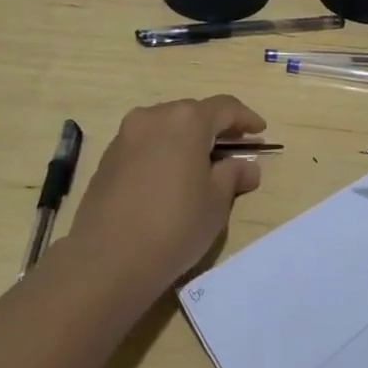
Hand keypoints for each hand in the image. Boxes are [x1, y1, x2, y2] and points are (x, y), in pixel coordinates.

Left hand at [70, 96, 266, 295]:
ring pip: (166, 126)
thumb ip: (234, 175)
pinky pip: (145, 143)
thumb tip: (247, 166)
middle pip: (193, 113)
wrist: (107, 260)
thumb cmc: (174, 225)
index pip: (225, 108)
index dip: (246, 119)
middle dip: (216, 128)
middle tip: (233, 150)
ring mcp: (126, 135)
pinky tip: (170, 177)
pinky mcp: (108, 157)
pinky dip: (164, 151)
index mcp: (186, 120)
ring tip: (202, 164)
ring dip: (187, 139)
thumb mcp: (216, 202)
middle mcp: (154, 116)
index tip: (260, 132)